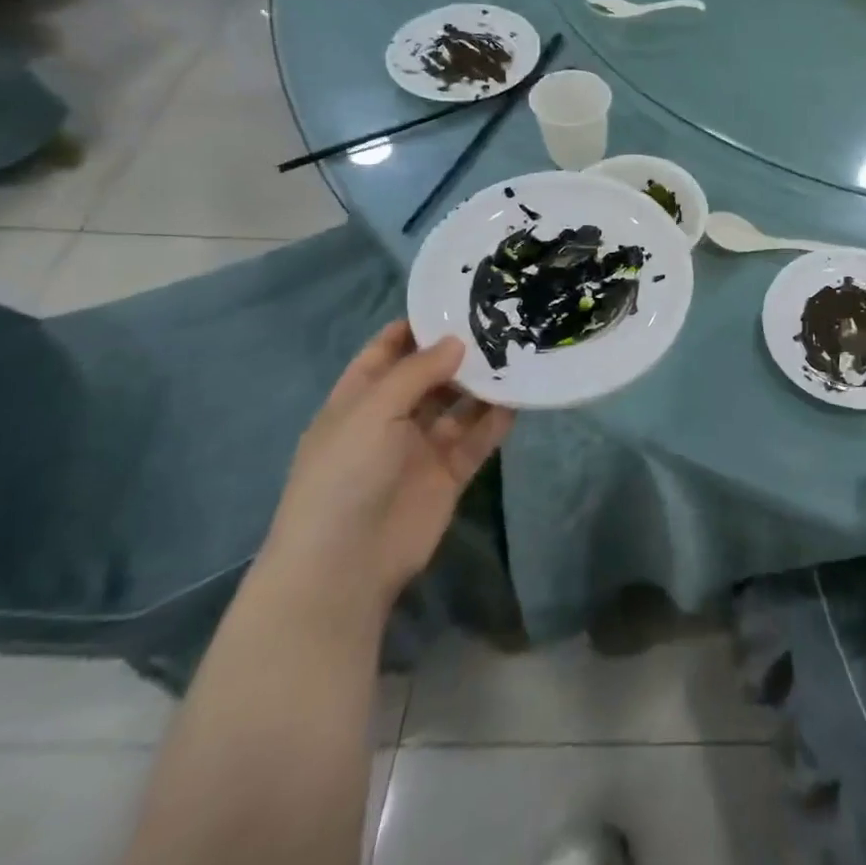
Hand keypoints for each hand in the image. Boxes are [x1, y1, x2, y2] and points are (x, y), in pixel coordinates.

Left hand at [261, 322, 512, 615]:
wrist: (345, 564)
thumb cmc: (345, 475)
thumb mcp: (372, 412)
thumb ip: (417, 373)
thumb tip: (457, 341)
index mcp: (358, 400)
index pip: (386, 352)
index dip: (415, 327)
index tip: (455, 300)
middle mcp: (391, 419)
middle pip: (429, 376)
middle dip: (459, 352)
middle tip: (501, 321)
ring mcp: (421, 448)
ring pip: (459, 405)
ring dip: (483, 383)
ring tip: (518, 352)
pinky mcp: (450, 473)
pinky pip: (478, 438)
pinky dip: (497, 419)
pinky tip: (521, 396)